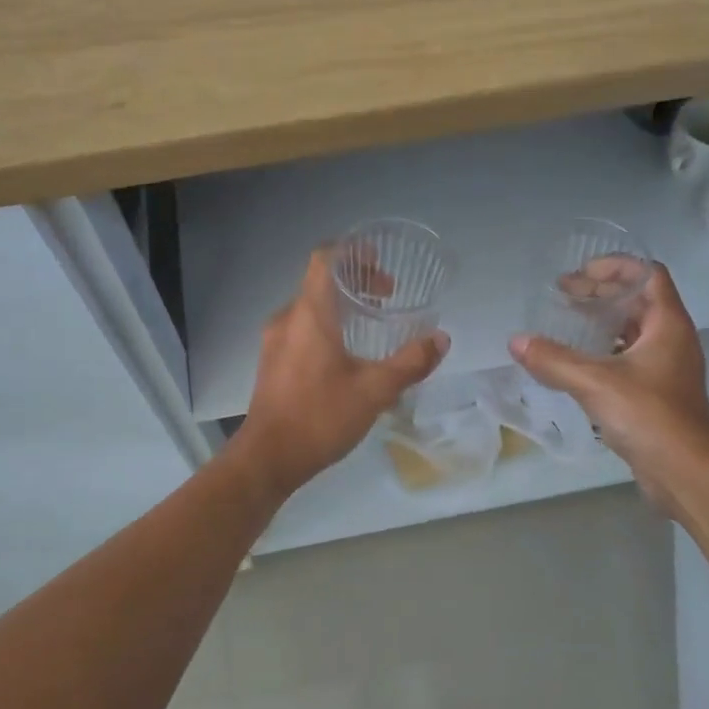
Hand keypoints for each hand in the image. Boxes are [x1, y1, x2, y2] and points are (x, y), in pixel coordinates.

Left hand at [230, 250, 449, 499]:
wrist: (268, 458)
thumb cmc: (320, 417)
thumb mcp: (374, 391)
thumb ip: (410, 363)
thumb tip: (441, 339)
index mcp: (309, 314)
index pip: (325, 259)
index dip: (353, 250)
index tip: (380, 261)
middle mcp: (287, 318)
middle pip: (320, 282)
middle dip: (356, 281)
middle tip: (387, 296)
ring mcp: (274, 340)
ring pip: (310, 307)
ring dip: (341, 306)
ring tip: (371, 325)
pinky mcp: (271, 361)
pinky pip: (301, 328)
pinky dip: (326, 326)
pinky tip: (346, 356)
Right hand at [509, 262, 708, 517]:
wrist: (687, 474)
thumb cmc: (650, 417)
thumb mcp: (596, 384)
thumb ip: (554, 360)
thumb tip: (516, 341)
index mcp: (668, 325)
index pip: (648, 274)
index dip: (616, 265)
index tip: (580, 272)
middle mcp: (672, 340)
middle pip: (638, 301)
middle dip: (601, 293)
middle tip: (562, 295)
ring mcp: (667, 369)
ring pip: (633, 331)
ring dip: (602, 322)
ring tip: (566, 324)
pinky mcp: (658, 395)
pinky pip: (629, 359)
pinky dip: (604, 352)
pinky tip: (577, 364)